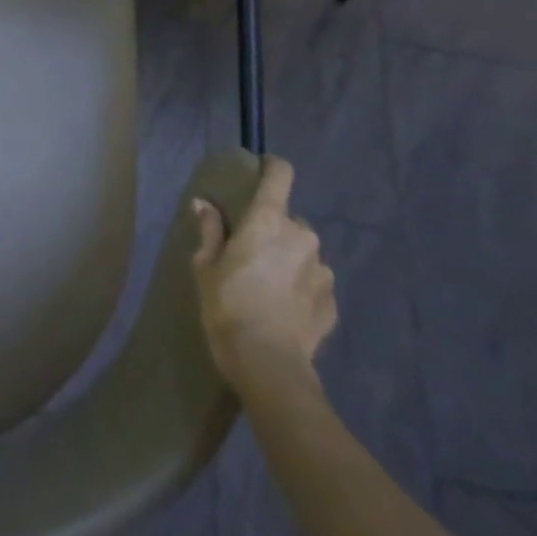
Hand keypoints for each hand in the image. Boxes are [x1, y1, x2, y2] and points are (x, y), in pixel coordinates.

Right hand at [190, 157, 336, 399]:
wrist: (268, 367)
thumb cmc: (228, 306)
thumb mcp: (206, 266)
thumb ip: (209, 230)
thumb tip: (203, 204)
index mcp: (269, 220)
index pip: (280, 174)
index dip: (272, 168)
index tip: (260, 172)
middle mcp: (302, 236)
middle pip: (290, 219)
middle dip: (275, 229)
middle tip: (253, 252)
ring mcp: (322, 271)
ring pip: (305, 252)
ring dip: (290, 259)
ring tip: (270, 286)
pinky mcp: (333, 303)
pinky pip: (315, 283)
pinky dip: (302, 289)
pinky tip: (285, 310)